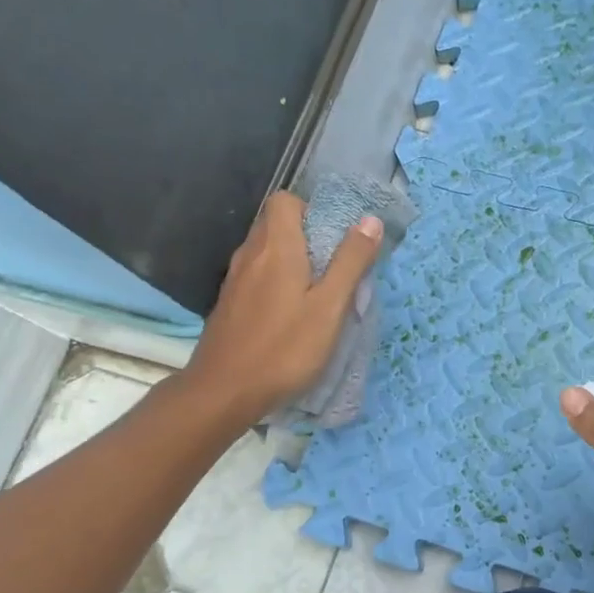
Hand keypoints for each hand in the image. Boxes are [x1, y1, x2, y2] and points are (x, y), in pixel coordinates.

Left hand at [182, 192, 381, 426]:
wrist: (224, 391)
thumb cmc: (284, 348)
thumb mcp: (329, 307)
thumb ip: (350, 262)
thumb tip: (370, 221)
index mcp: (277, 248)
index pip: (285, 201)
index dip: (311, 210)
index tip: (334, 239)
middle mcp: (250, 254)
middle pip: (275, 224)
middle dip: (306, 235)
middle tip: (333, 268)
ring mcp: (235, 280)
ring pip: (265, 251)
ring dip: (291, 261)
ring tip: (316, 293)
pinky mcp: (229, 303)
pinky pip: (256, 276)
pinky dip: (275, 282)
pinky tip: (290, 315)